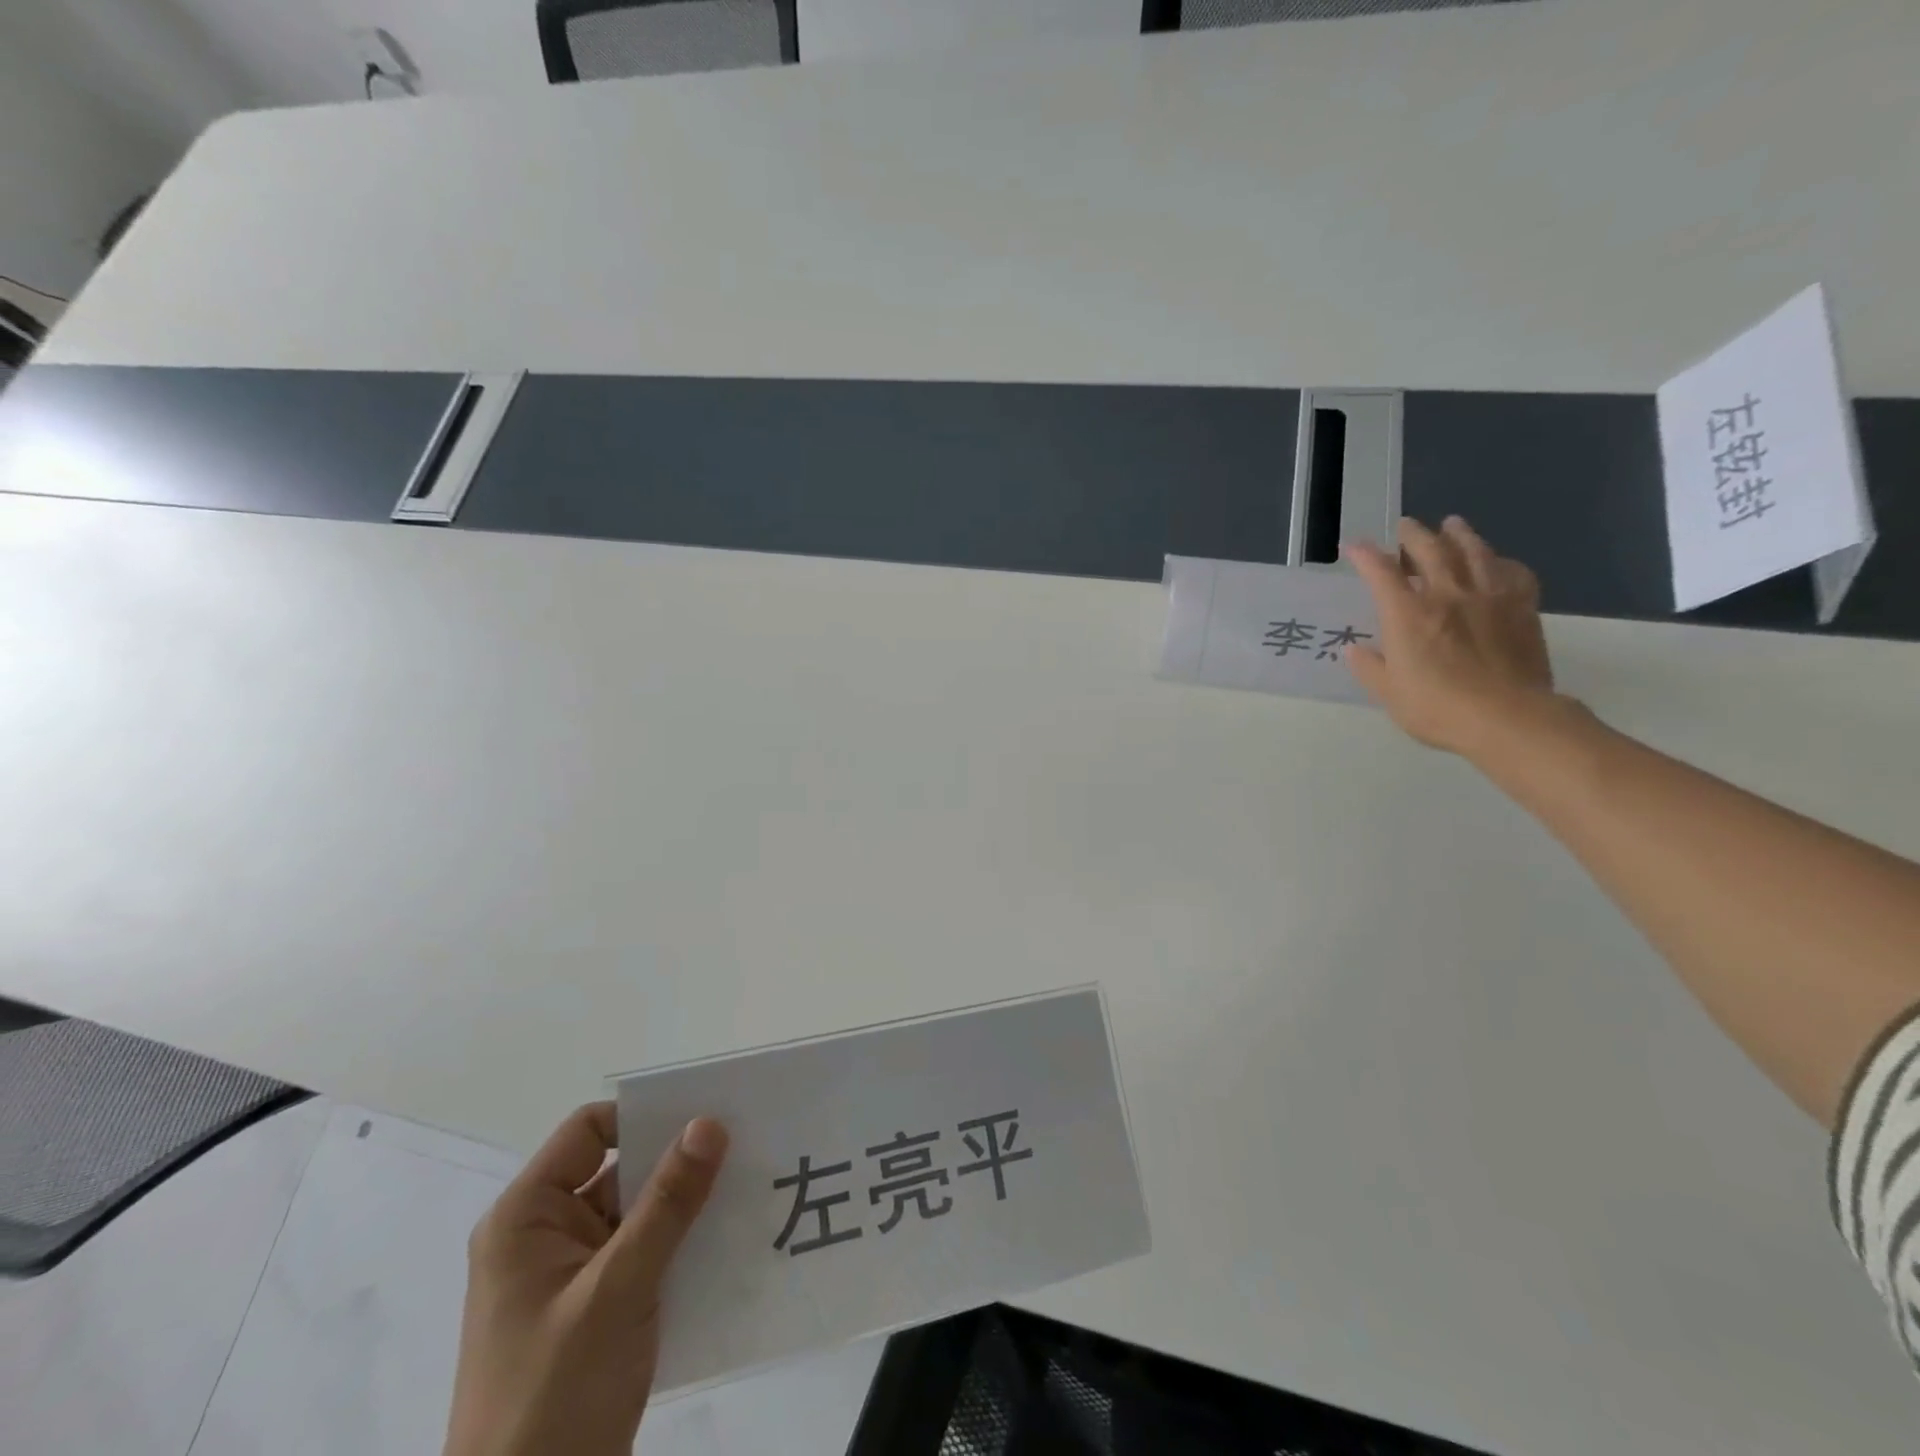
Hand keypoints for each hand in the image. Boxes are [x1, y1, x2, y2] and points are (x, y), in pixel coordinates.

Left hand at [444, 1104, 729, 1455]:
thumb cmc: (554, 1396)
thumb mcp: (617, 1289)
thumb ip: (667, 1203)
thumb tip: (709, 1123)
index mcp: (527, 1218)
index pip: (590, 1130)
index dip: (645, 1117)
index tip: (706, 1117)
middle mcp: (544, 1236)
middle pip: (618, 1168)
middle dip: (677, 1160)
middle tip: (744, 1144)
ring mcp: (569, 1277)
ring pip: (637, 1213)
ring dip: (685, 1205)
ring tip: (749, 1185)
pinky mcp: (593, 1312)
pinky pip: (643, 1254)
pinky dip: (680, 1244)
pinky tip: (729, 1242)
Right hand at [1344, 515, 1558, 758]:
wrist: (1508, 718)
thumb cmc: (1437, 708)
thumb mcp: (1389, 693)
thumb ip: (1370, 667)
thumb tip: (1354, 649)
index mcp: (1408, 615)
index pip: (1381, 573)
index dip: (1365, 555)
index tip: (1354, 546)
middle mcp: (1447, 595)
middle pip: (1431, 550)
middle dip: (1413, 535)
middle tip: (1406, 526)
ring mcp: (1489, 597)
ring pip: (1474, 552)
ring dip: (1460, 534)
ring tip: (1452, 524)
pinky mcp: (1522, 608)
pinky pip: (1514, 573)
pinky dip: (1501, 561)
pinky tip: (1497, 562)